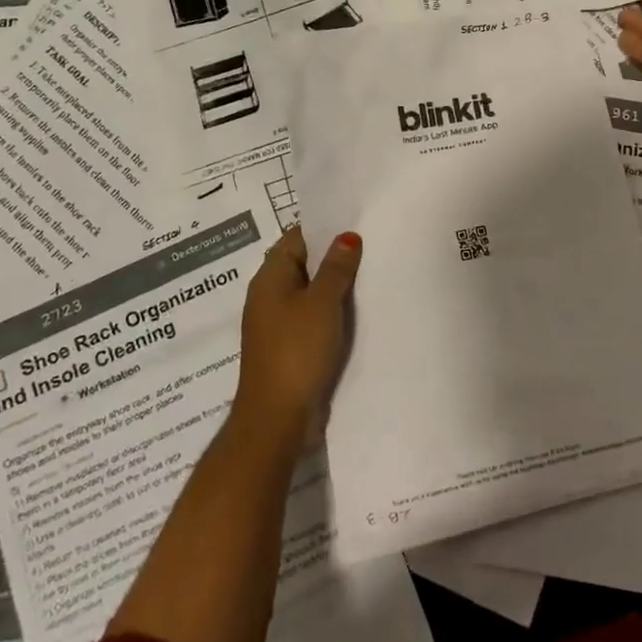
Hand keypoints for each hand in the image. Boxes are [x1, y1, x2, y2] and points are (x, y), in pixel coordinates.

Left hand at [235, 227, 360, 438]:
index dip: (324, 228)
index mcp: (270, 278)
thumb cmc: (297, 351)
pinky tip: (357, 312)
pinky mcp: (289, 347)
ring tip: (372, 274)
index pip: (296, 238)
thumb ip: (336, 267)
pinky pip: (312, 317)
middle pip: (304, 264)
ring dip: (335, 286)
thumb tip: (346, 235)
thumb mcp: (322, 303)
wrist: (277, 418)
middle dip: (334, 256)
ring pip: (310, 292)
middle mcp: (269, 296)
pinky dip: (332, 311)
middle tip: (372, 246)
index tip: (357, 222)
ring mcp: (277, 323)